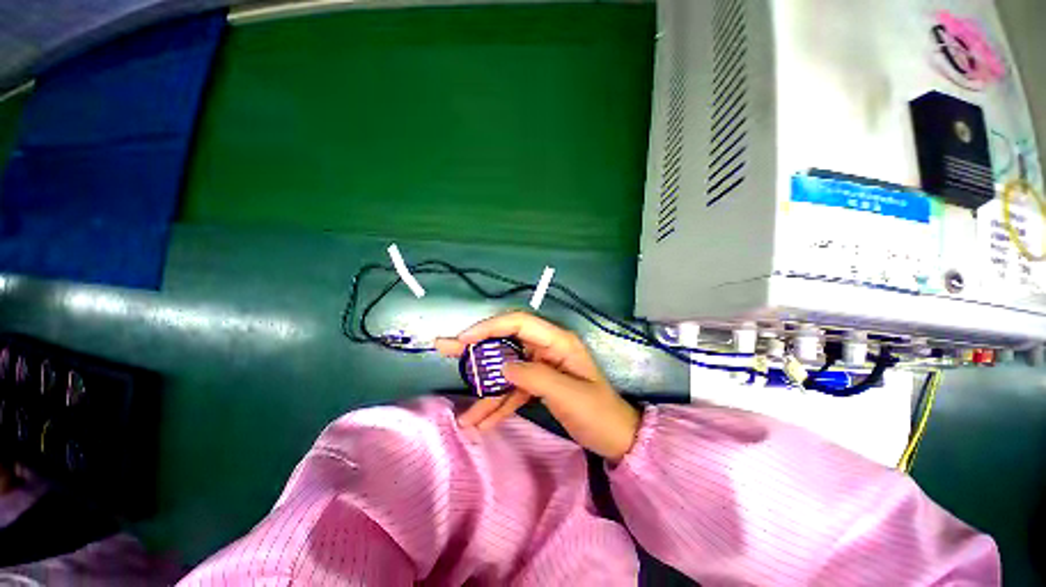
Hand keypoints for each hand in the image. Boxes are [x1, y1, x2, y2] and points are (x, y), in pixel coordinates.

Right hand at [435, 312, 640, 460]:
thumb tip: (502, 366)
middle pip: (506, 343)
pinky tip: (481, 423)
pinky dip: (498, 405)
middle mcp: (546, 349)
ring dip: (484, 390)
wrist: (616, 438)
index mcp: (557, 342)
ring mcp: (540, 367)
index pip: (519, 323)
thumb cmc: (598, 413)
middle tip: (445, 348)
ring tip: (462, 411)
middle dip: (476, 349)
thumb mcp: (568, 394)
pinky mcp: (538, 385)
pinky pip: (513, 391)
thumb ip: (534, 376)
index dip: (490, 327)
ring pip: (505, 371)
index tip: (465, 340)